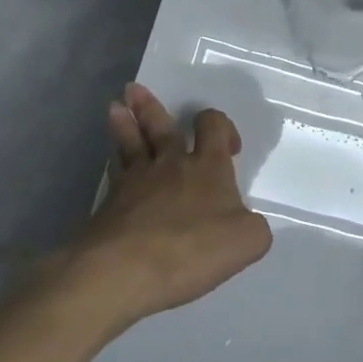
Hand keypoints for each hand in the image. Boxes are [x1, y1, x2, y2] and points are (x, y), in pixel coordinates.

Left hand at [61, 83, 272, 328]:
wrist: (124, 270)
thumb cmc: (192, 249)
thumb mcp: (248, 241)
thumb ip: (253, 226)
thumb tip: (245, 222)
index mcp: (207, 167)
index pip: (214, 127)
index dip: (222, 127)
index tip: (229, 145)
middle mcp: (170, 164)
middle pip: (162, 126)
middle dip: (152, 108)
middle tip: (136, 90)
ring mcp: (135, 182)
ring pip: (131, 143)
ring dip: (125, 124)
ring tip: (115, 108)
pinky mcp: (108, 205)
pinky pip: (114, 174)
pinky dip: (114, 162)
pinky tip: (112, 160)